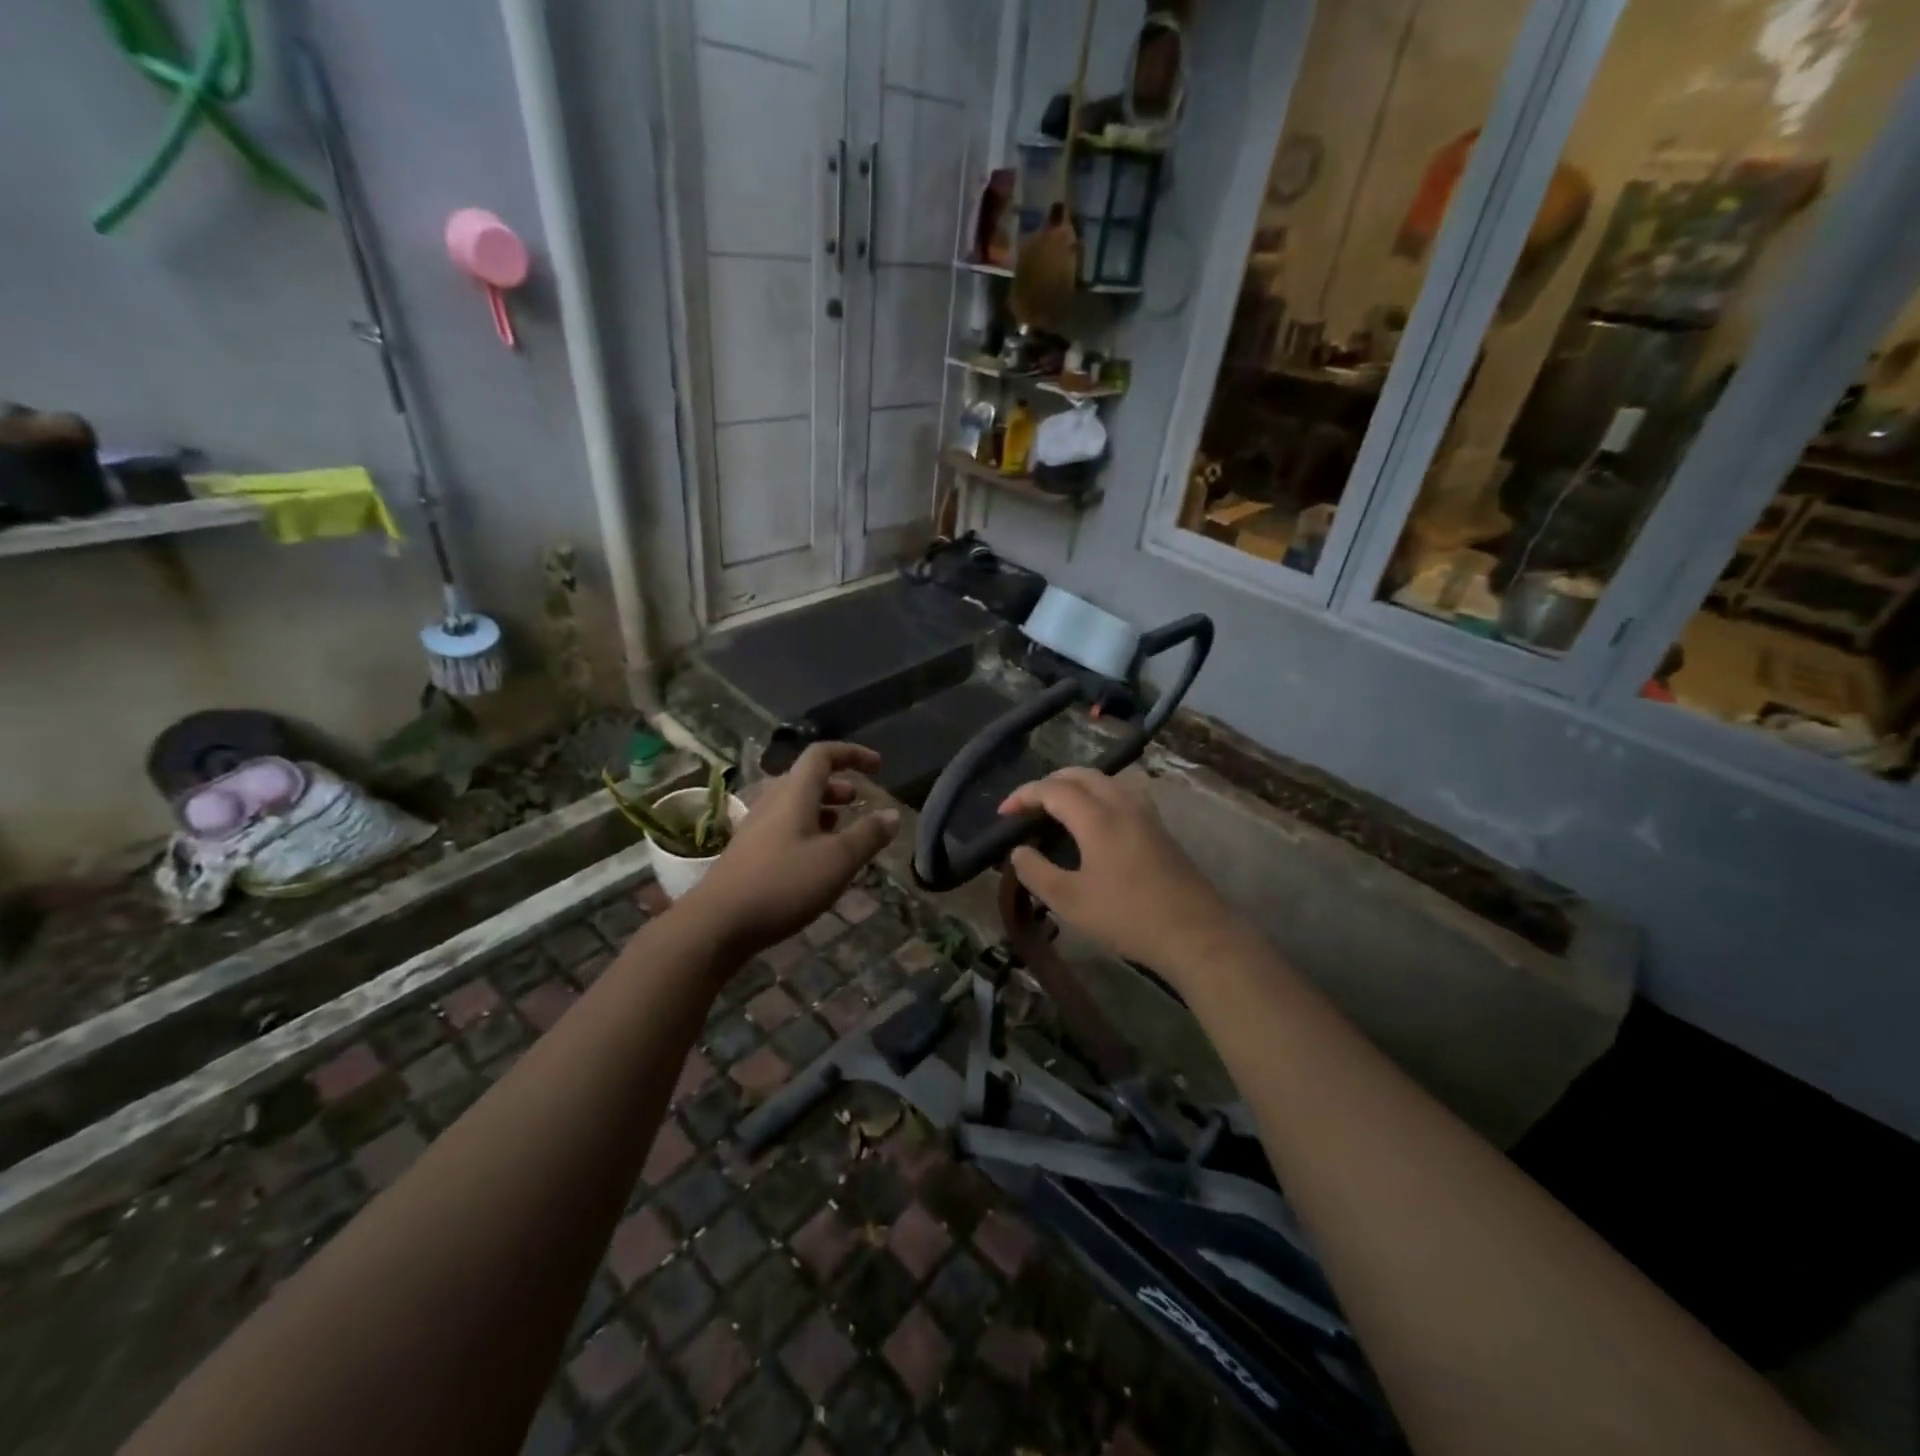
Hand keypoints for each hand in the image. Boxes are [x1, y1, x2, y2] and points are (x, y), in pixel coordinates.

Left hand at [682, 743, 898, 958]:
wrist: (717, 923)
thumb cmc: (783, 884)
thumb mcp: (837, 861)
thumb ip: (868, 835)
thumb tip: (892, 814)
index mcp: (794, 793)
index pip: (822, 755)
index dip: (852, 754)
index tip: (878, 767)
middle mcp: (772, 802)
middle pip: (806, 778)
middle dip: (837, 785)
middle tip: (858, 801)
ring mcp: (756, 827)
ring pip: (794, 804)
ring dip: (822, 808)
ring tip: (843, 829)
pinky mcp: (748, 852)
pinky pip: (784, 826)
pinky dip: (807, 829)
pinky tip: (817, 859)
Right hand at [998, 767, 1235, 977]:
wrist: (1195, 933)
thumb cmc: (1127, 917)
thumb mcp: (1070, 901)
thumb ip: (1037, 872)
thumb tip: (1018, 851)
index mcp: (1097, 817)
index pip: (1053, 790)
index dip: (1023, 796)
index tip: (1002, 813)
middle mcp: (1122, 804)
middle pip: (1081, 775)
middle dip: (1049, 783)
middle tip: (1028, 806)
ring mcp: (1146, 815)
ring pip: (1106, 781)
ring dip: (1076, 785)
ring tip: (1058, 808)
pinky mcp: (1160, 829)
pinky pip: (1122, 794)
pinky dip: (1098, 795)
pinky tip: (1095, 821)